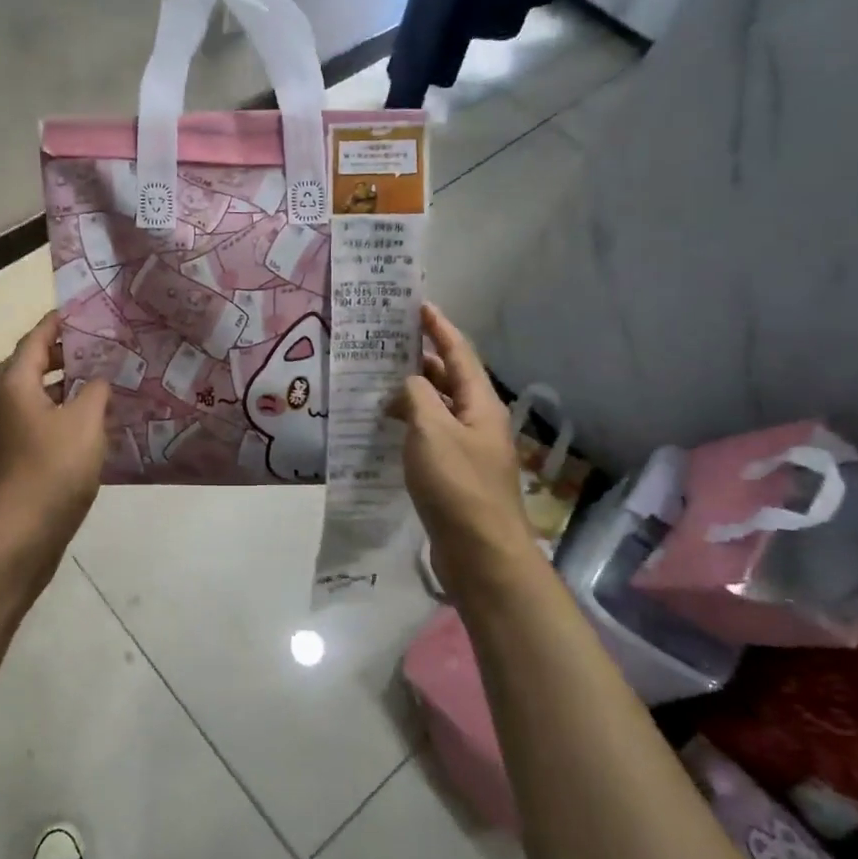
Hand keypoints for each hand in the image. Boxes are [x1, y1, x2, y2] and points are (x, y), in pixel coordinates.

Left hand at [0, 312, 108, 585]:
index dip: (61, 322)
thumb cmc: (51, 470)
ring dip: (69, 386)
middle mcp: (6, 402)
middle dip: (67, 353)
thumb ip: (95, 391)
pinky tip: (97, 424)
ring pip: (41, 396)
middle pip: (35, 365)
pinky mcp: (20, 458)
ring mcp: (11, 433)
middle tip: (104, 345)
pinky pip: (45, 422)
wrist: (19, 535)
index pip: (37, 338)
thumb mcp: (84, 422)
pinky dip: (67, 414)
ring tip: (107, 380)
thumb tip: (99, 378)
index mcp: (16, 384)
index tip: (89, 311)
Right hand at [389, 304, 534, 598]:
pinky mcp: (454, 475)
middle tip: (384, 344)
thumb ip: (416, 398)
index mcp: (480, 404)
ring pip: (438, 409)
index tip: (418, 305)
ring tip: (376, 383)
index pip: (459, 353)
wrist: (481, 552)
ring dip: (411, 394)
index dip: (439, 328)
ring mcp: (468, 450)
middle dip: (420, 359)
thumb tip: (407, 385)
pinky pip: (430, 437)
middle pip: (449, 379)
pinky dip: (409, 425)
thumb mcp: (432, 431)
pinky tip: (385, 429)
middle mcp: (478, 421)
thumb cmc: (457, 485)